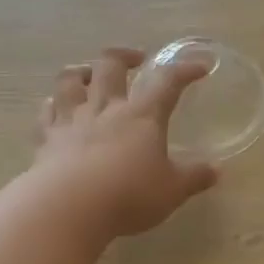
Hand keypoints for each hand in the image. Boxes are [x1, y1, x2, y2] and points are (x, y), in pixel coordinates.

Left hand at [32, 46, 218, 238]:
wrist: (69, 207)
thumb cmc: (129, 195)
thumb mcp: (172, 191)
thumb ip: (194, 178)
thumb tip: (217, 170)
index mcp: (142, 115)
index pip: (167, 82)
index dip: (184, 70)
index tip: (200, 66)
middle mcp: (105, 107)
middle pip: (111, 65)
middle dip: (125, 56)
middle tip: (136, 59)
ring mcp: (72, 120)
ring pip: (71, 79)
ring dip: (81, 71)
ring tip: (89, 74)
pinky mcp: (47, 138)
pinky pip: (47, 111)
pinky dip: (53, 105)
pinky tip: (55, 107)